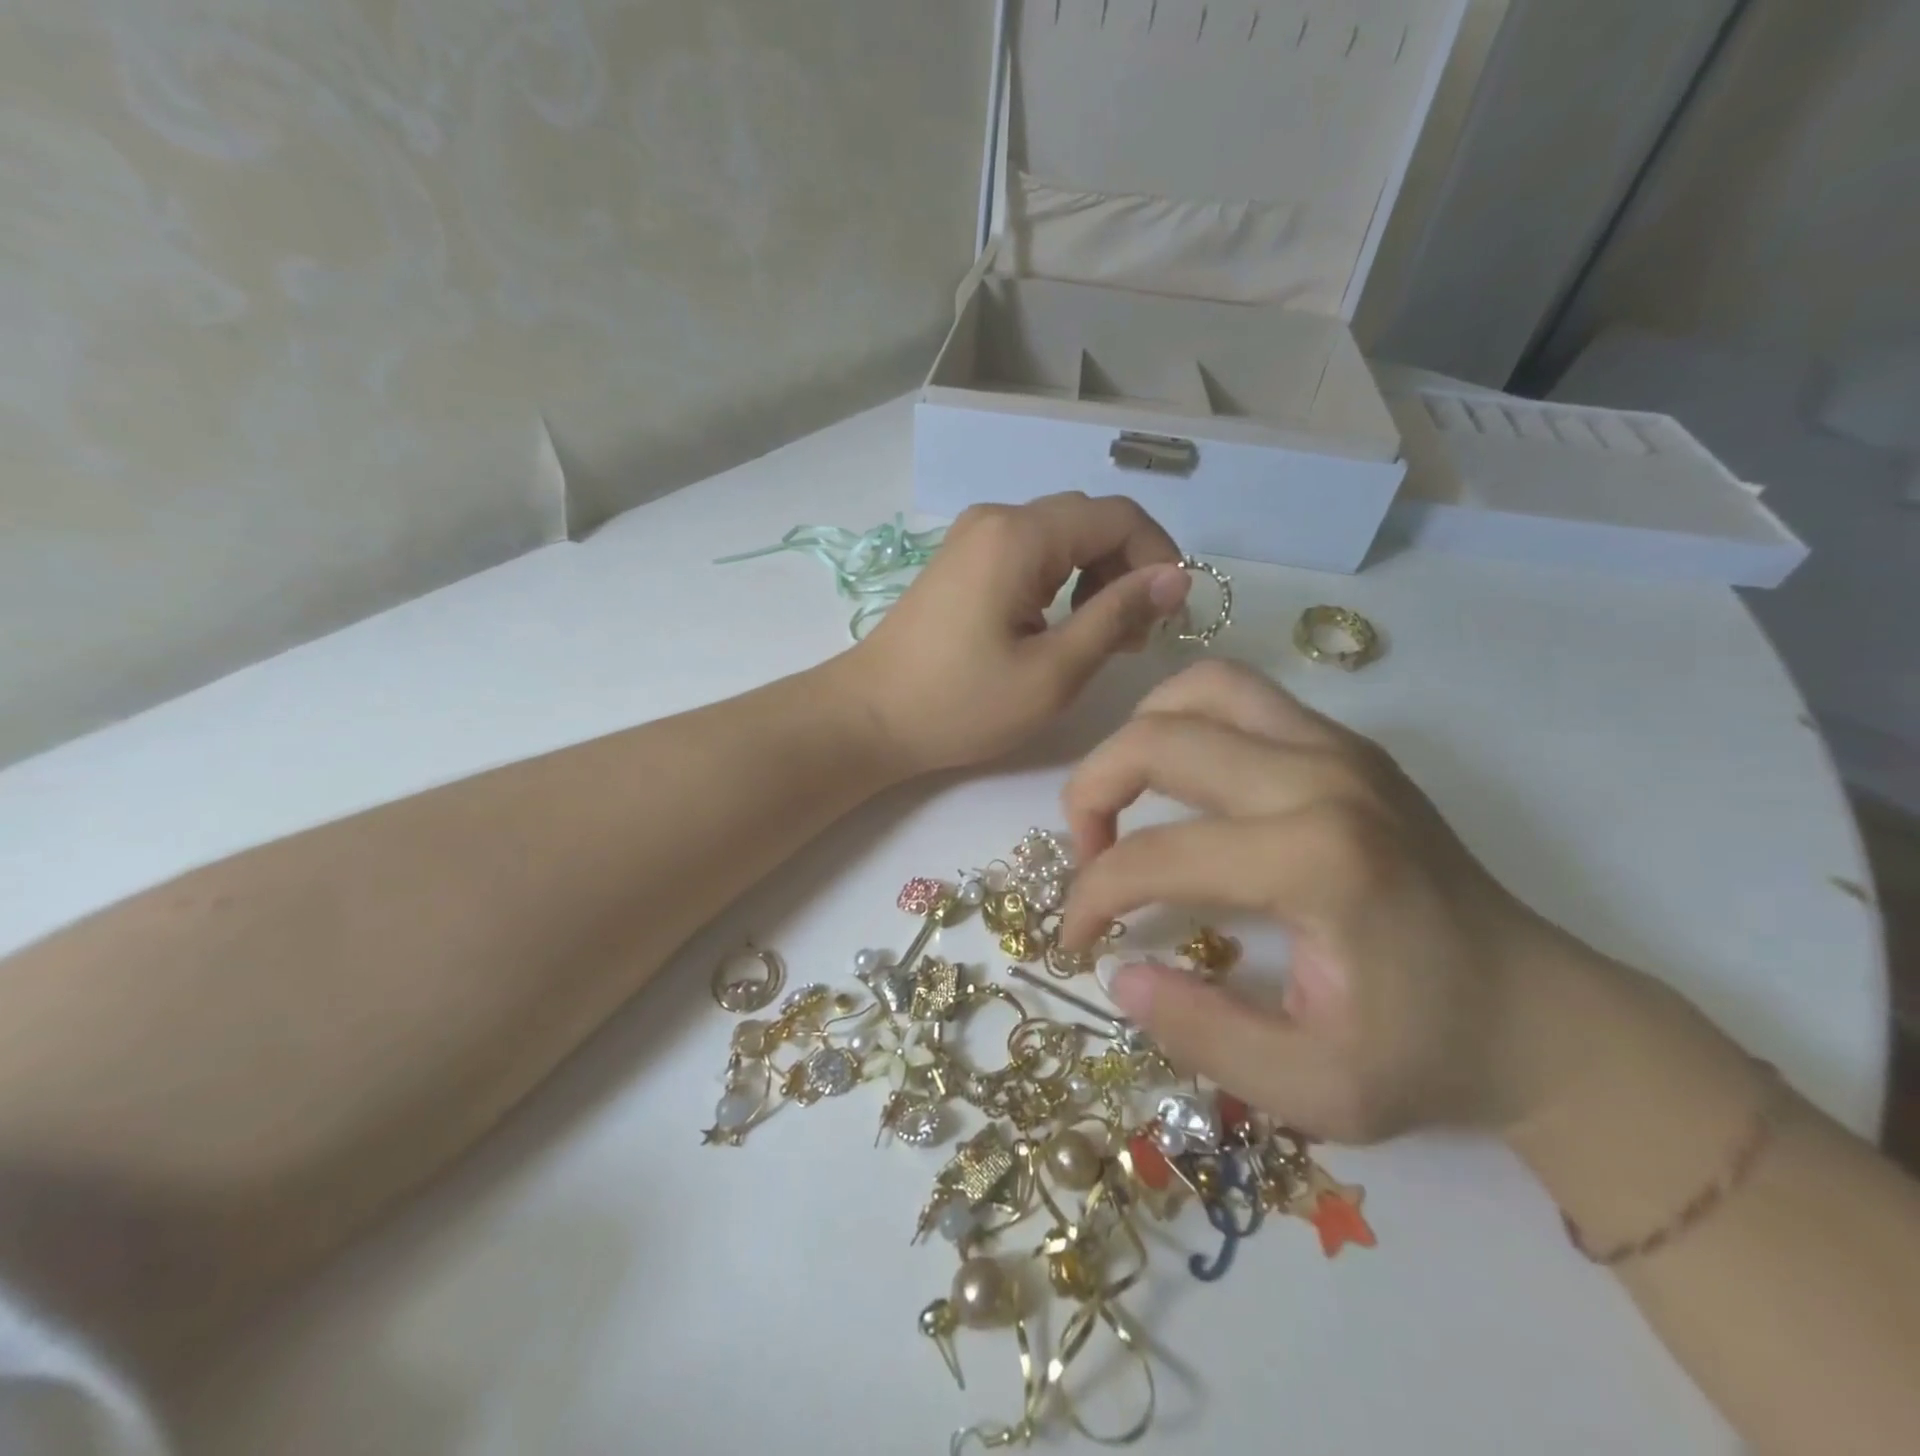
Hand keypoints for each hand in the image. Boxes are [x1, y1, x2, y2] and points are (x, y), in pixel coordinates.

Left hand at [839, 494, 1190, 773]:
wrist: (869, 717)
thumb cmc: (961, 704)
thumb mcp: (1052, 671)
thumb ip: (1117, 616)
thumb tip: (1176, 577)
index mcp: (1020, 535)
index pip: (1118, 516)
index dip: (1159, 556)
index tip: (1171, 615)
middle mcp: (997, 517)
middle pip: (1090, 521)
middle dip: (1128, 570)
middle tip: (1136, 636)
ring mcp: (975, 536)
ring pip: (1062, 537)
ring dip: (1096, 578)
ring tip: (1102, 638)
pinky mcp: (964, 560)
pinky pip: (1031, 553)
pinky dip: (1061, 582)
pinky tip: (1060, 628)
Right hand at [1056, 660, 1588, 1142]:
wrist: (1542, 1014)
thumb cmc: (1427, 1055)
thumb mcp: (1311, 1089)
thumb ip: (1199, 1033)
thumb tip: (1118, 972)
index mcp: (1317, 861)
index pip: (1156, 855)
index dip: (1092, 896)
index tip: (1078, 938)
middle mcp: (1322, 777)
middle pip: (1158, 739)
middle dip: (1091, 791)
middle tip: (1086, 853)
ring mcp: (1339, 747)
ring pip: (1198, 689)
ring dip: (1137, 735)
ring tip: (1126, 799)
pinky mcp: (1347, 744)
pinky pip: (1240, 697)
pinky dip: (1186, 722)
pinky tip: (1182, 783)